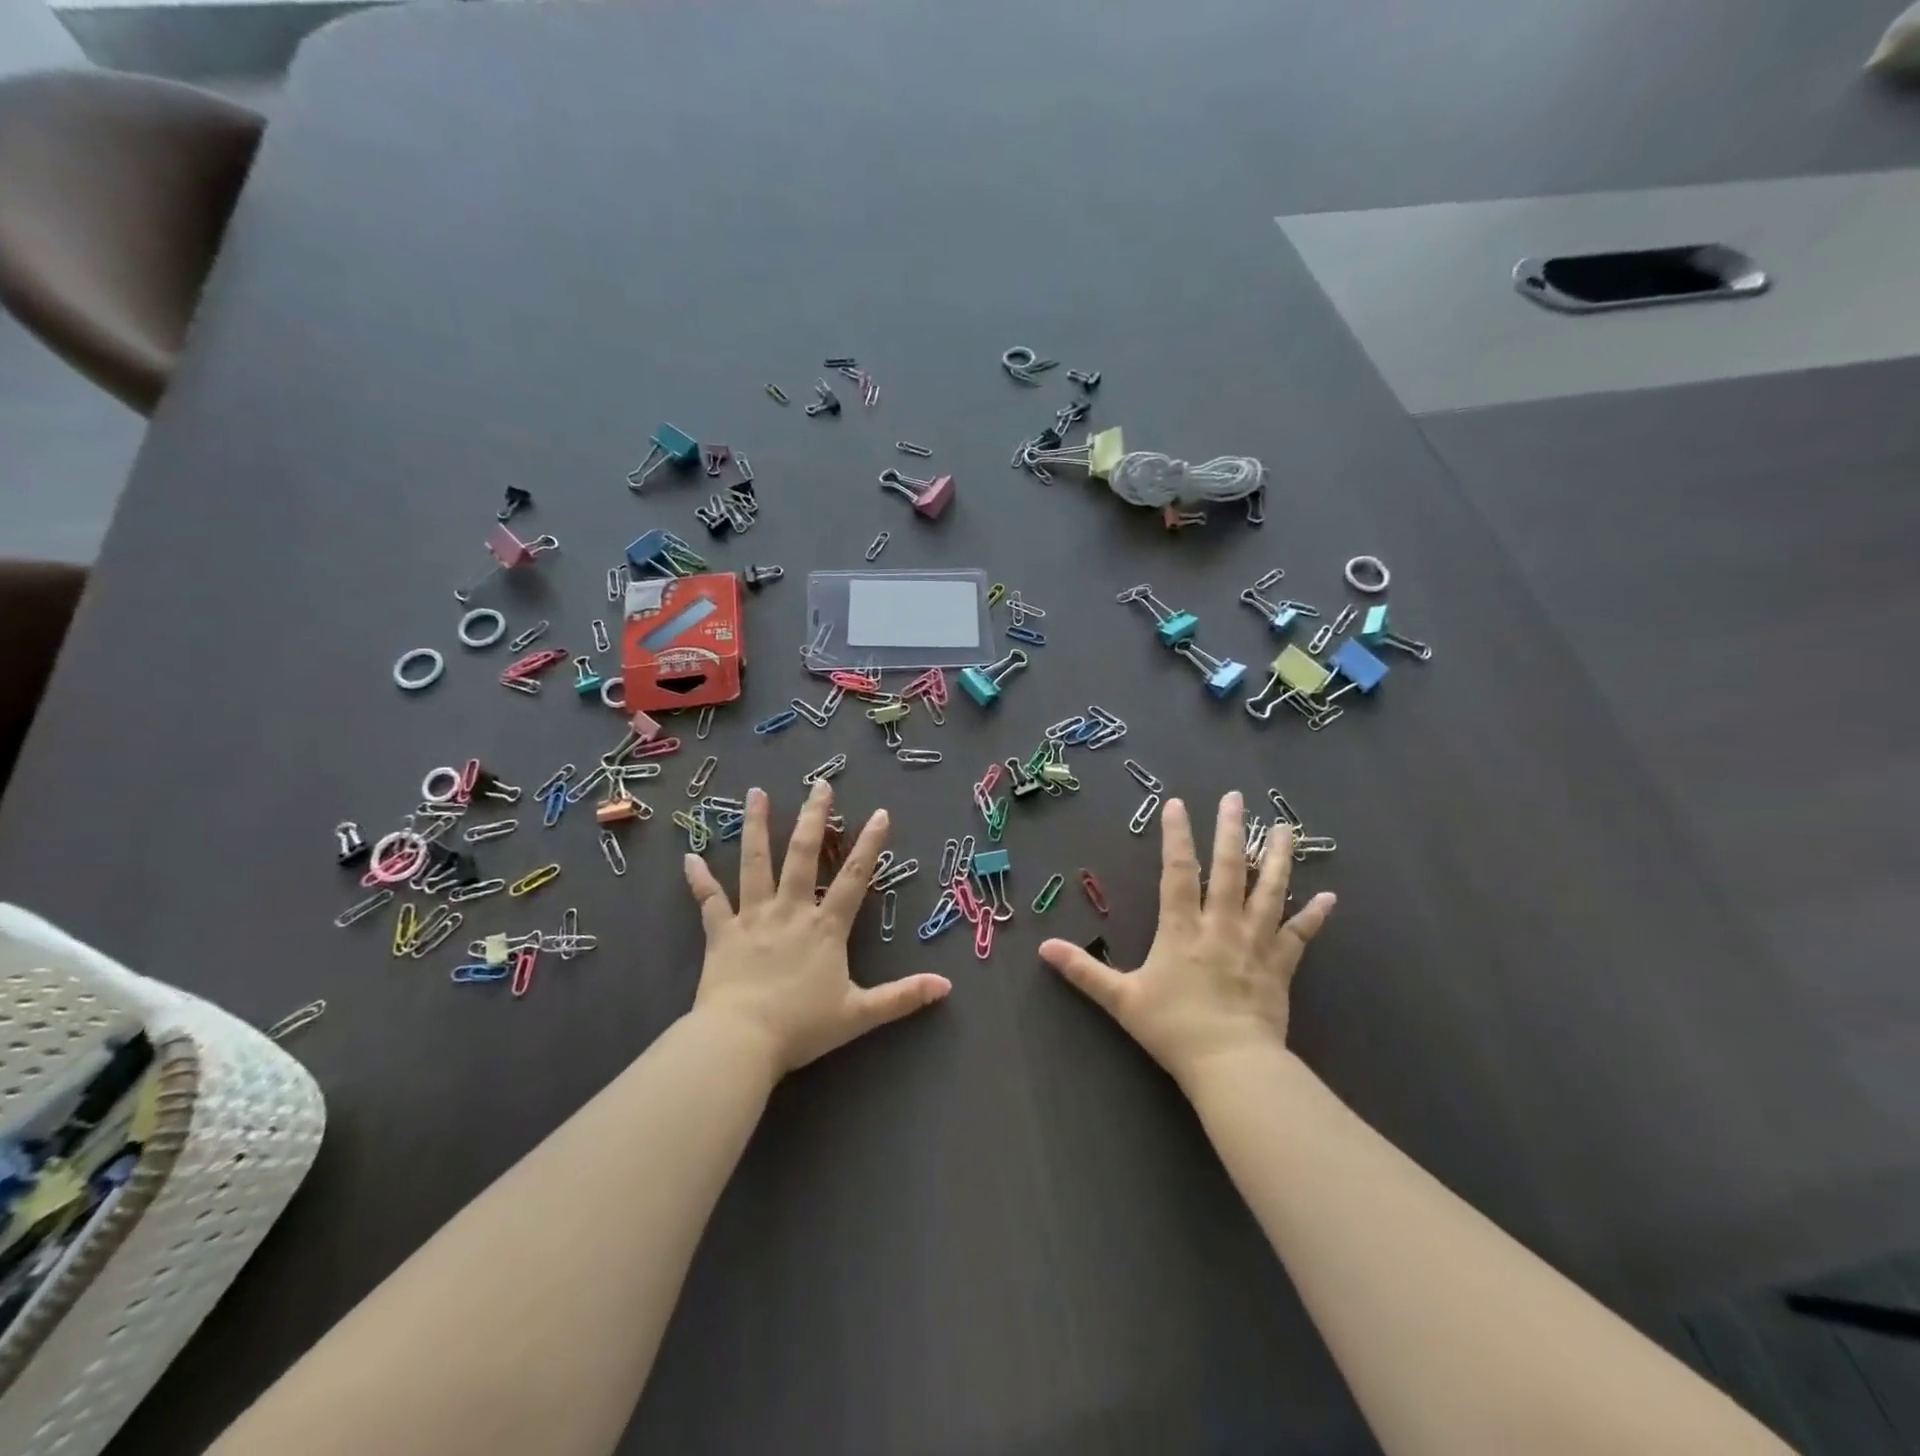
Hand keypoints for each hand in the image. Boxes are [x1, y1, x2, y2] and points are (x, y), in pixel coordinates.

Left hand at [683, 780, 950, 1075]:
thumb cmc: (801, 1027)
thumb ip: (902, 997)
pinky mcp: (721, 933)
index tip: (879, 813)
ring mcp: (753, 917)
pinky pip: (709, 900)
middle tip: (819, 784)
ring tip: (756, 793)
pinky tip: (689, 856)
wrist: (741, 1041)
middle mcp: (790, 910)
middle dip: (813, 817)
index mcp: (825, 927)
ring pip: (755, 863)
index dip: (869, 844)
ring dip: (756, 826)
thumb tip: (946, 986)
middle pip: (803, 855)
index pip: (854, 877)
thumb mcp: (859, 1014)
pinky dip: (699, 879)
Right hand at [1039, 792, 1335, 1086]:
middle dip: (1231, 831)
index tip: (1178, 804)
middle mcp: (1220, 925)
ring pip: (1269, 892)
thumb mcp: (1121, 999)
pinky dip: (1314, 916)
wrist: (1230, 1065)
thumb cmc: (1173, 1028)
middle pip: (1228, 869)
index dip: (1177, 836)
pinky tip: (1329, 897)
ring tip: (1286, 828)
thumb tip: (1044, 948)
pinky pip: (1299, 936)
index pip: (1177, 871)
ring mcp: (1254, 943)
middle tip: (1236, 798)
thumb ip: (1084, 971)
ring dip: (1278, 859)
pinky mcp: (1280, 966)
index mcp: (1181, 928)